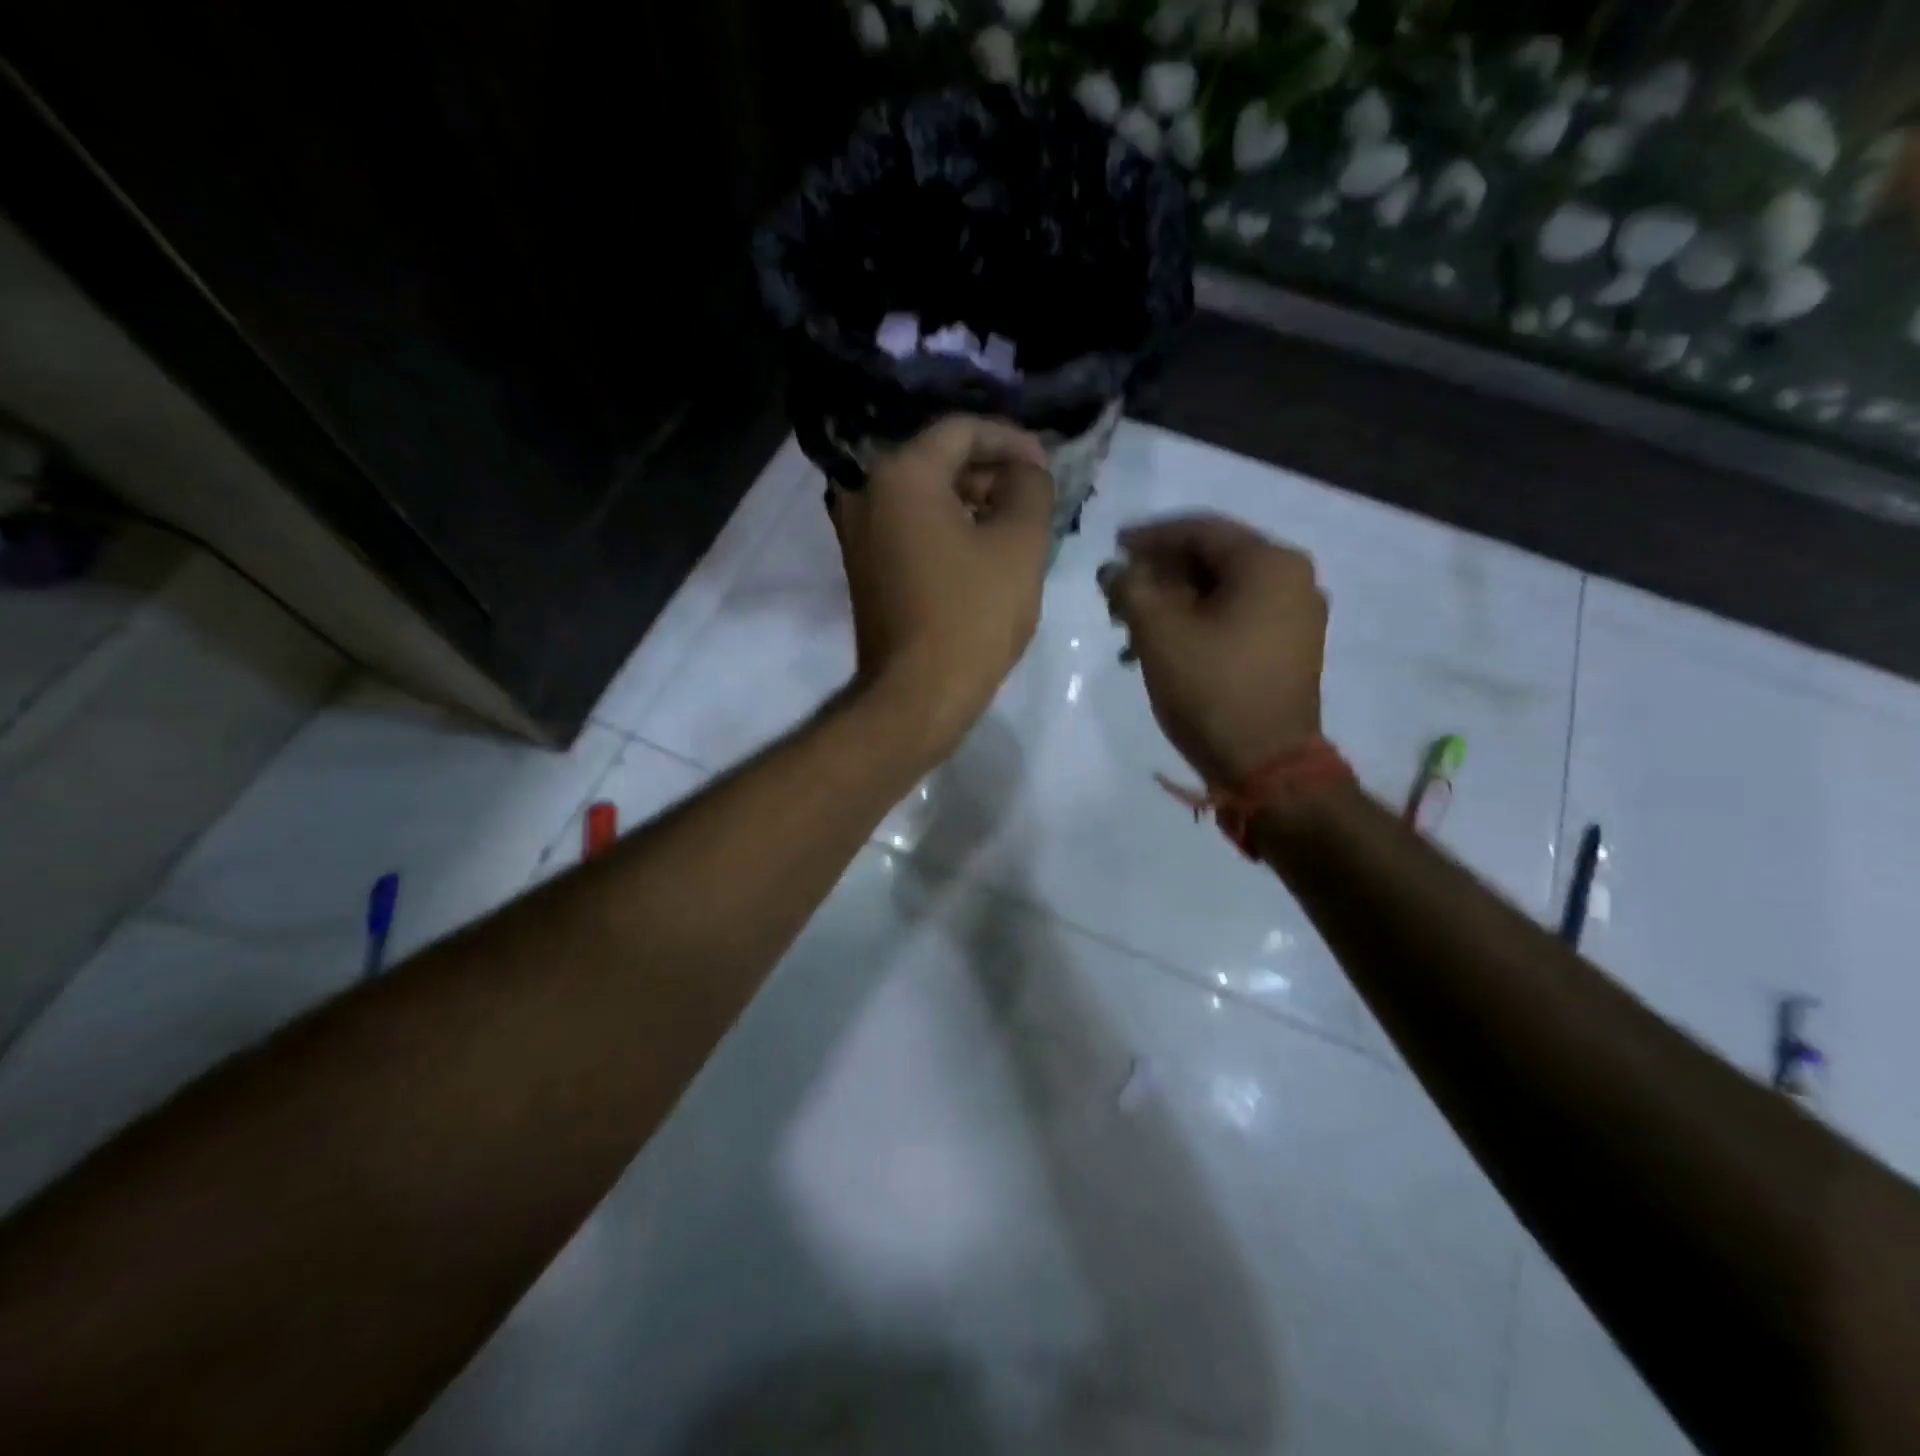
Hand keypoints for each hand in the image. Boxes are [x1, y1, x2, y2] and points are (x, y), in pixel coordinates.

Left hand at [831, 416, 1054, 757]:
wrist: (917, 695)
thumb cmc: (972, 615)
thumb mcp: (1020, 543)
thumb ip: (1031, 487)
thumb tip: (1026, 469)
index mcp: (901, 474)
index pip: (962, 430)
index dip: (1012, 440)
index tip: (1046, 465)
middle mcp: (867, 492)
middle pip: (940, 461)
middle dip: (992, 472)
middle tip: (1034, 497)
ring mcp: (859, 532)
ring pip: (926, 496)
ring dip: (973, 502)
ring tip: (1017, 524)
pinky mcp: (865, 566)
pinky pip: (912, 528)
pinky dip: (948, 528)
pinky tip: (984, 550)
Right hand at [1099, 514, 1326, 786]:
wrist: (1265, 764)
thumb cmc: (1211, 688)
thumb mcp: (1159, 632)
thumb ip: (1130, 588)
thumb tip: (1113, 570)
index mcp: (1269, 563)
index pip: (1200, 530)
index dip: (1150, 537)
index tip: (1113, 548)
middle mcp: (1292, 579)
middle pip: (1213, 559)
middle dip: (1159, 574)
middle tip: (1118, 591)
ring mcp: (1296, 616)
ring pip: (1223, 591)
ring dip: (1174, 601)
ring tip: (1131, 626)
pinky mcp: (1290, 648)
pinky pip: (1237, 616)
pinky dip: (1199, 621)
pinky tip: (1163, 644)